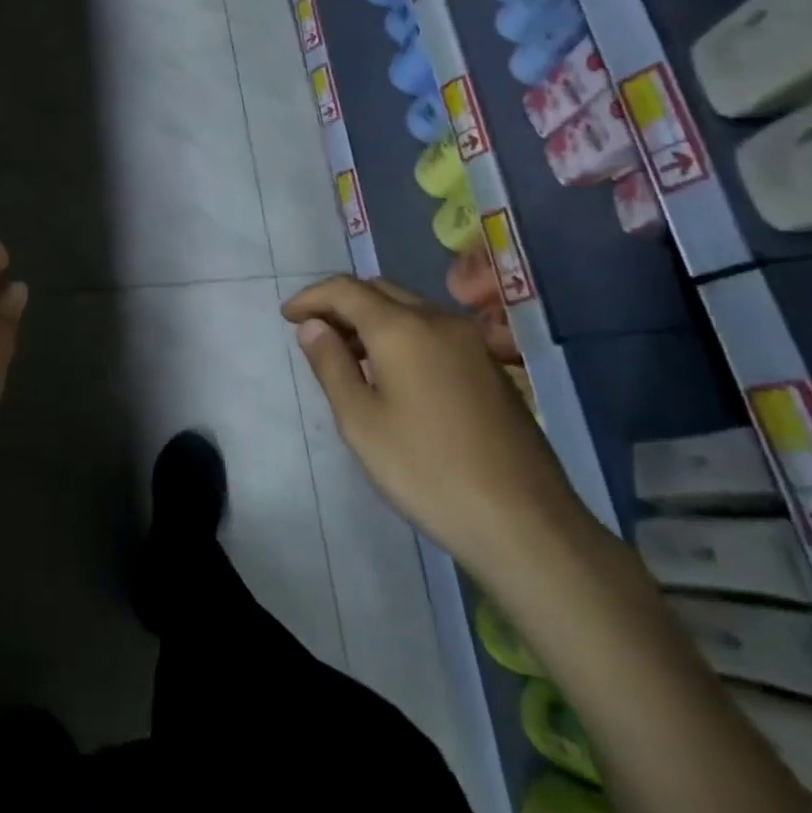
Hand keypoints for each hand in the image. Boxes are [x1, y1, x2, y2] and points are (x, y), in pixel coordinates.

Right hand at [281, 276, 585, 573]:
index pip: (346, 290)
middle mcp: (440, 321)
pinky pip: (433, 331)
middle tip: (314, 333)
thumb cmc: (426, 470)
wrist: (524, 522)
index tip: (286, 317)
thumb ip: (331, 365)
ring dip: (372, 318)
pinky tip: (392, 373)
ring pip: (410, 309)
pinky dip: (402, 335)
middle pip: (380, 291)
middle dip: (342, 303)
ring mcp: (472, 344)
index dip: (311, 298)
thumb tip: (313, 326)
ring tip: (347, 354)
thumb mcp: (360, 421)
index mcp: (403, 329)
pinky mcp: (491, 368)